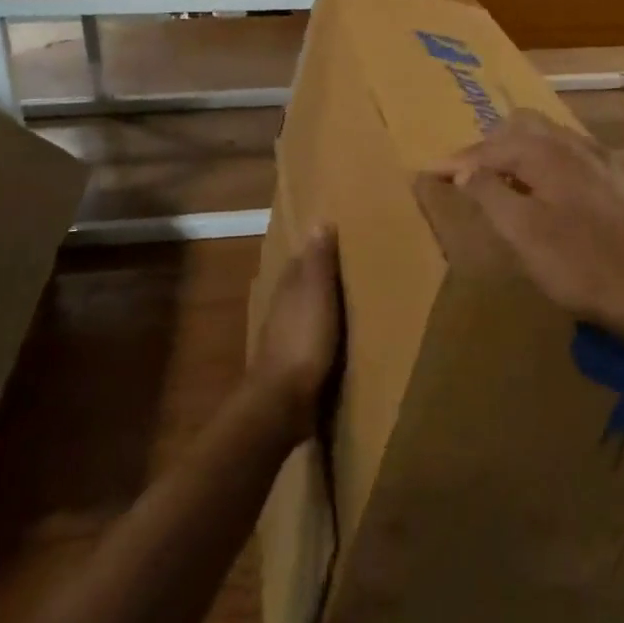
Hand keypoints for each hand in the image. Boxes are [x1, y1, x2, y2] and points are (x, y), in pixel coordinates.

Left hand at [248, 225, 343, 444]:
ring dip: (315, 307)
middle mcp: (281, 311)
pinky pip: (305, 341)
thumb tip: (319, 222)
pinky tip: (330, 339)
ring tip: (340, 303)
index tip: (335, 240)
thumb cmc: (304, 340)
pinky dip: (316, 334)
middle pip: (298, 287)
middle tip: (342, 269)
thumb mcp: (317, 294)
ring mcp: (281, 340)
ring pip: (300, 314)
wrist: (281, 400)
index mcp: (288, 290)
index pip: (300, 262)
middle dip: (315, 278)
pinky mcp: (289, 367)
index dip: (316, 251)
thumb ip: (319, 262)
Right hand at [431, 109, 623, 355]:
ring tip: (500, 180)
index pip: (490, 145)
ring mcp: (600, 162)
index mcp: (547, 152)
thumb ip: (489, 194)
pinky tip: (544, 193)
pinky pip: (568, 155)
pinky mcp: (616, 183)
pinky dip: (544, 163)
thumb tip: (464, 170)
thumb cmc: (582, 264)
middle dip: (490, 144)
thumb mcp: (522, 233)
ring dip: (518, 151)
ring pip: (548, 138)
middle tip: (468, 174)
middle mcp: (574, 145)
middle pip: (522, 125)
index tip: (433, 174)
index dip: (459, 160)